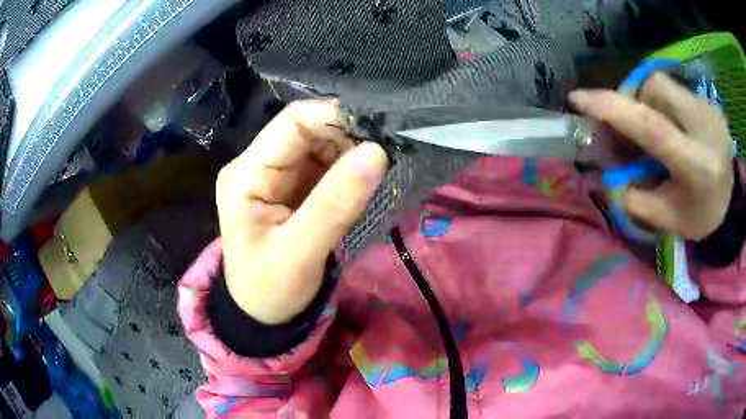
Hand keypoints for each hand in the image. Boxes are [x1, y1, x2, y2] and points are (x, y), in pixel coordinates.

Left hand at [216, 101, 387, 323]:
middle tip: (389, 148)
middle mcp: (259, 165)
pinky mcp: (294, 189)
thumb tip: (376, 152)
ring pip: (321, 145)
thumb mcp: (299, 253)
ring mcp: (277, 176)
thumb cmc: (270, 289)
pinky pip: (326, 165)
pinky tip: (369, 177)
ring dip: (353, 150)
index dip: (335, 116)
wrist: (262, 314)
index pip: (292, 123)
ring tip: (384, 164)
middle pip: (308, 130)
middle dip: (349, 134)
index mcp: (247, 174)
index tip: (379, 127)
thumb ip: (334, 205)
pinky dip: (350, 167)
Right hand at [570, 73, 733, 240]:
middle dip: (634, 101)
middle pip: (655, 89)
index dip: (612, 108)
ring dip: (649, 102)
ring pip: (663, 84)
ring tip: (655, 129)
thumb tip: (604, 177)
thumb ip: (635, 199)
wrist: (732, 201)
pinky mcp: (709, 100)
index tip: (578, 99)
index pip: (652, 127)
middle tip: (631, 127)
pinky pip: (676, 89)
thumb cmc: (701, 215)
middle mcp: (705, 127)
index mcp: (697, 166)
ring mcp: (709, 108)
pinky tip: (674, 126)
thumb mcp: (667, 218)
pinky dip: (665, 104)